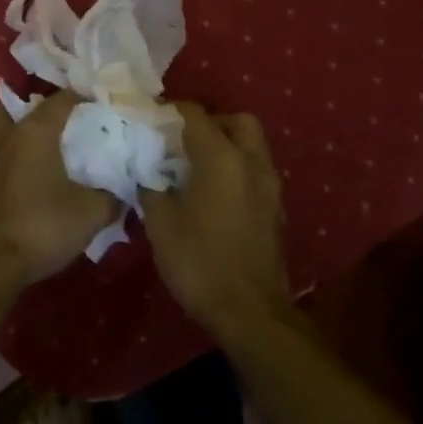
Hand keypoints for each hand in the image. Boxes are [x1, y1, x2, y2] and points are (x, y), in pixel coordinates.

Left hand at [0, 91, 116, 287]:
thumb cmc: (42, 226)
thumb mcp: (91, 213)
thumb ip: (111, 197)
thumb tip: (122, 192)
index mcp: (35, 131)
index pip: (62, 99)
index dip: (85, 98)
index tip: (105, 108)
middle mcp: (8, 137)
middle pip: (18, 106)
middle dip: (42, 109)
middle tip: (68, 123)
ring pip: (0, 128)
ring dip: (19, 130)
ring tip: (46, 146)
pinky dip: (13, 157)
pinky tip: (33, 175)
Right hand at [141, 104, 292, 341]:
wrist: (251, 312)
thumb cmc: (200, 263)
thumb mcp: (161, 225)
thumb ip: (151, 189)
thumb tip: (147, 174)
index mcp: (222, 158)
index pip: (196, 115)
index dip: (171, 111)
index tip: (151, 119)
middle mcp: (252, 163)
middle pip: (237, 121)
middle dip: (211, 122)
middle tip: (183, 140)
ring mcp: (269, 187)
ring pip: (252, 145)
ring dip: (227, 145)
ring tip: (197, 166)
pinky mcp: (276, 209)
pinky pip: (257, 171)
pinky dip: (237, 169)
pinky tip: (215, 193)